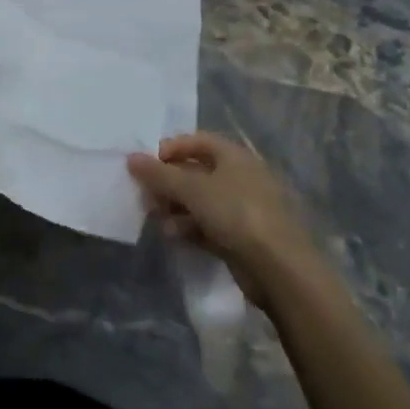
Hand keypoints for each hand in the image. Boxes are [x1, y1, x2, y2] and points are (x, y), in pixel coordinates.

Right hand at [127, 132, 332, 310]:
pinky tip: (175, 236)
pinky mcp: (241, 236)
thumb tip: (131, 157)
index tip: (147, 165)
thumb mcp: (191, 189)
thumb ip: (159, 174)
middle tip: (146, 196)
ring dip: (175, 208)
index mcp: (234, 157)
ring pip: (199, 201)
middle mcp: (240, 177)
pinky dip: (190, 227)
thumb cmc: (235, 213)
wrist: (278, 267)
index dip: (171, 149)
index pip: (197, 141)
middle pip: (195, 172)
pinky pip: (208, 224)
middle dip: (168, 183)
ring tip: (158, 220)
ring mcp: (242, 208)